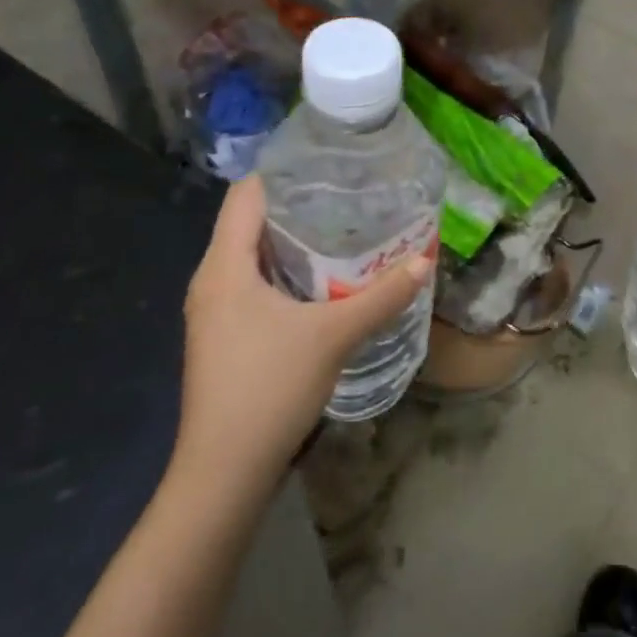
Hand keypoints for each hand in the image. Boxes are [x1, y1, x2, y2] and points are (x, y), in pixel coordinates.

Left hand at [173, 176, 431, 483]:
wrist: (225, 470)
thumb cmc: (270, 387)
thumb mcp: (334, 335)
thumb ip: (382, 296)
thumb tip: (425, 260)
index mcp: (224, 266)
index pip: (246, 195)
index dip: (283, 172)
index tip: (328, 166)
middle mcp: (211, 280)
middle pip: (249, 222)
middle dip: (297, 206)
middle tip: (348, 196)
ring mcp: (213, 311)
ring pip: (251, 256)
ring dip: (292, 242)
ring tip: (344, 231)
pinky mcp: (222, 336)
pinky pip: (252, 284)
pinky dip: (284, 272)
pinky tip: (322, 282)